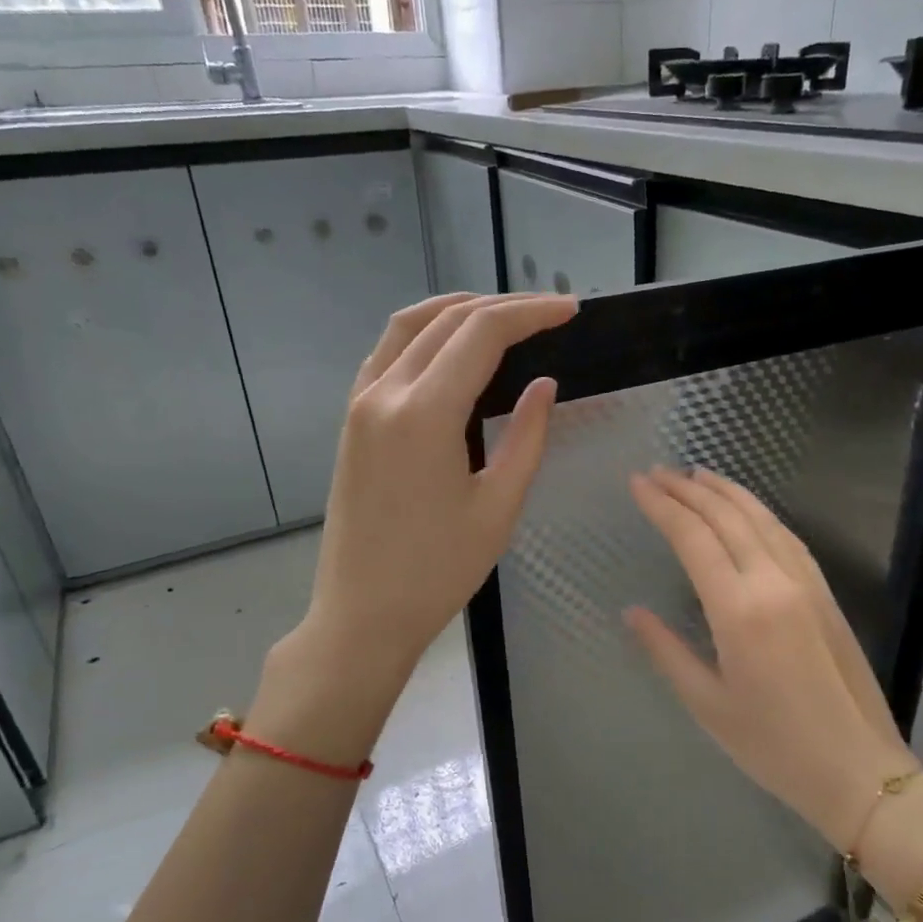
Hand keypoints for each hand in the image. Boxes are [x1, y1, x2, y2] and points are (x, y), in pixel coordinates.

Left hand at [305, 291, 576, 667]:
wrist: (363, 614)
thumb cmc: (438, 571)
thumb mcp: (499, 507)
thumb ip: (528, 437)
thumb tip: (545, 386)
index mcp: (425, 413)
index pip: (482, 334)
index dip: (531, 314)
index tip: (570, 310)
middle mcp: (385, 393)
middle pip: (446, 321)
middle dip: (501, 307)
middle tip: (548, 312)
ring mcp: (360, 405)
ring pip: (408, 327)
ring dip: (457, 311)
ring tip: (503, 315)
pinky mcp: (352, 422)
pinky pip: (386, 355)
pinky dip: (422, 335)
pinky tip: (448, 348)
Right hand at [625, 467, 915, 851]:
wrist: (859, 769)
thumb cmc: (774, 747)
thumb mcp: (707, 705)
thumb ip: (666, 650)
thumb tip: (633, 612)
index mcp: (739, 610)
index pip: (693, 538)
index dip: (662, 506)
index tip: (636, 483)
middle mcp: (774, 582)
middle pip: (726, 517)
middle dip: (688, 489)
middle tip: (656, 472)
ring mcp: (805, 582)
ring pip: (762, 518)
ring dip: (725, 491)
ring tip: (695, 474)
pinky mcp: (824, 592)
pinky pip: (786, 536)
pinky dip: (759, 512)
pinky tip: (745, 509)